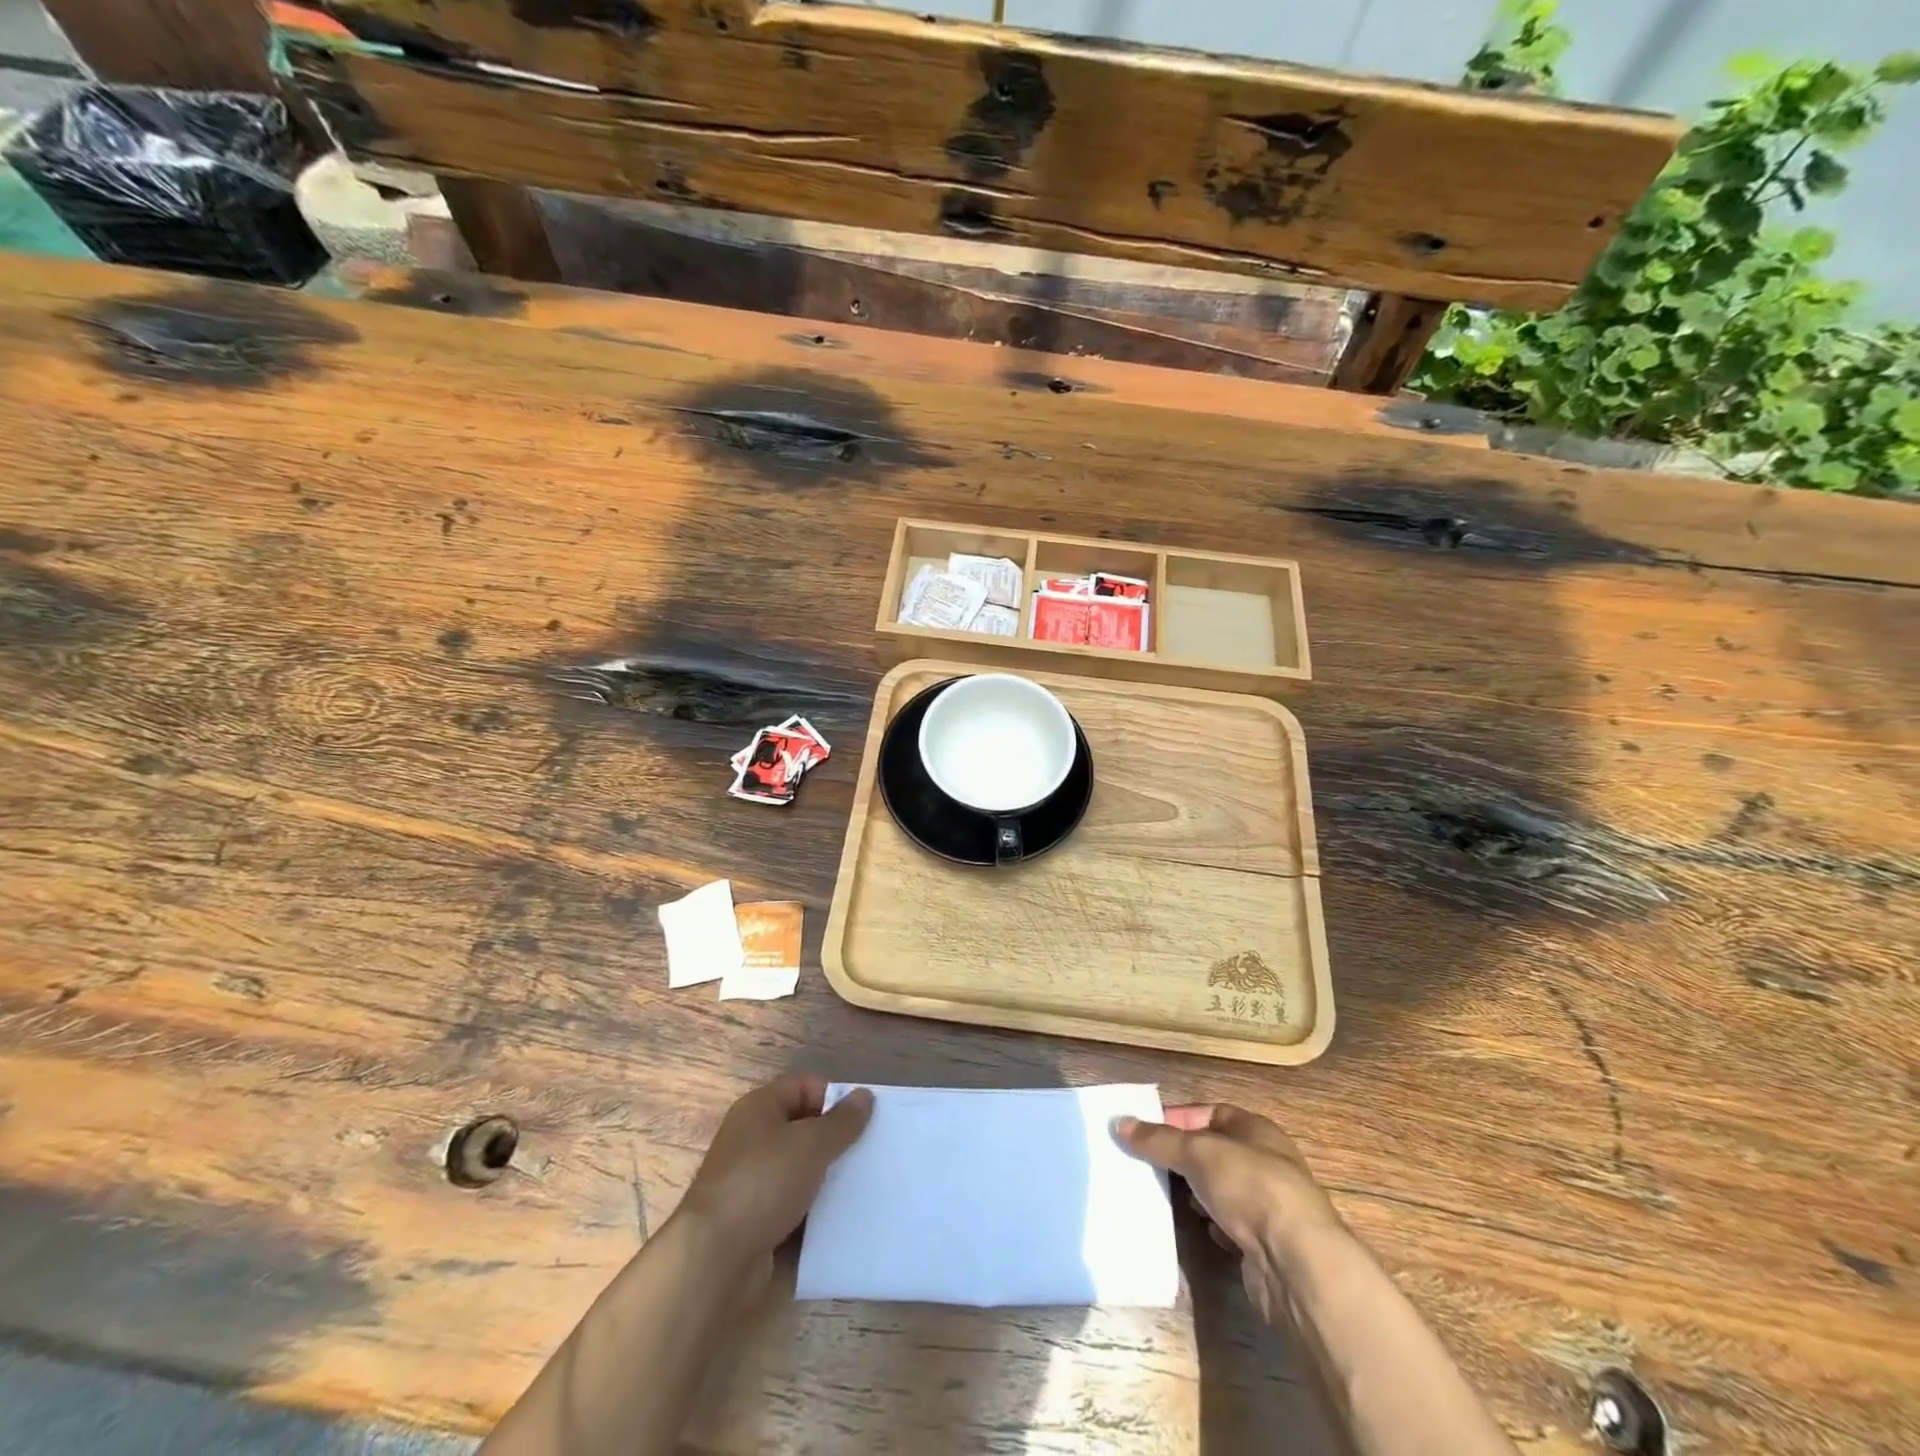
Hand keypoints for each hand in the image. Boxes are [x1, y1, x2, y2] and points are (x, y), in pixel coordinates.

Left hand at [675, 1074, 872, 1284]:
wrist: (715, 1259)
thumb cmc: (763, 1183)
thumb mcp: (811, 1144)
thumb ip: (842, 1121)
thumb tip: (865, 1095)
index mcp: (759, 1107)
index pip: (804, 1085)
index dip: (833, 1098)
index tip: (862, 1121)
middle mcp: (751, 1137)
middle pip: (802, 1125)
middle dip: (834, 1138)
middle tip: (866, 1152)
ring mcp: (751, 1179)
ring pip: (799, 1166)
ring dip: (825, 1174)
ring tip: (859, 1184)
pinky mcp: (753, 1217)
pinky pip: (791, 1200)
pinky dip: (812, 1206)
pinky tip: (837, 1215)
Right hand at [1117, 1104, 1341, 1320]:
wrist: (1296, 1262)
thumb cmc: (1250, 1186)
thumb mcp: (1198, 1152)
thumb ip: (1159, 1139)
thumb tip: (1120, 1123)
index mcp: (1254, 1129)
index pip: (1208, 1113)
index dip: (1176, 1119)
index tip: (1143, 1131)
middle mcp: (1263, 1161)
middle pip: (1212, 1152)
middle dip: (1180, 1159)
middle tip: (1144, 1164)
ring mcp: (1265, 1204)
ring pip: (1219, 1190)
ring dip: (1194, 1193)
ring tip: (1161, 1195)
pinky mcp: (1262, 1242)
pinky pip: (1227, 1225)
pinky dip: (1209, 1225)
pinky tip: (1195, 1228)